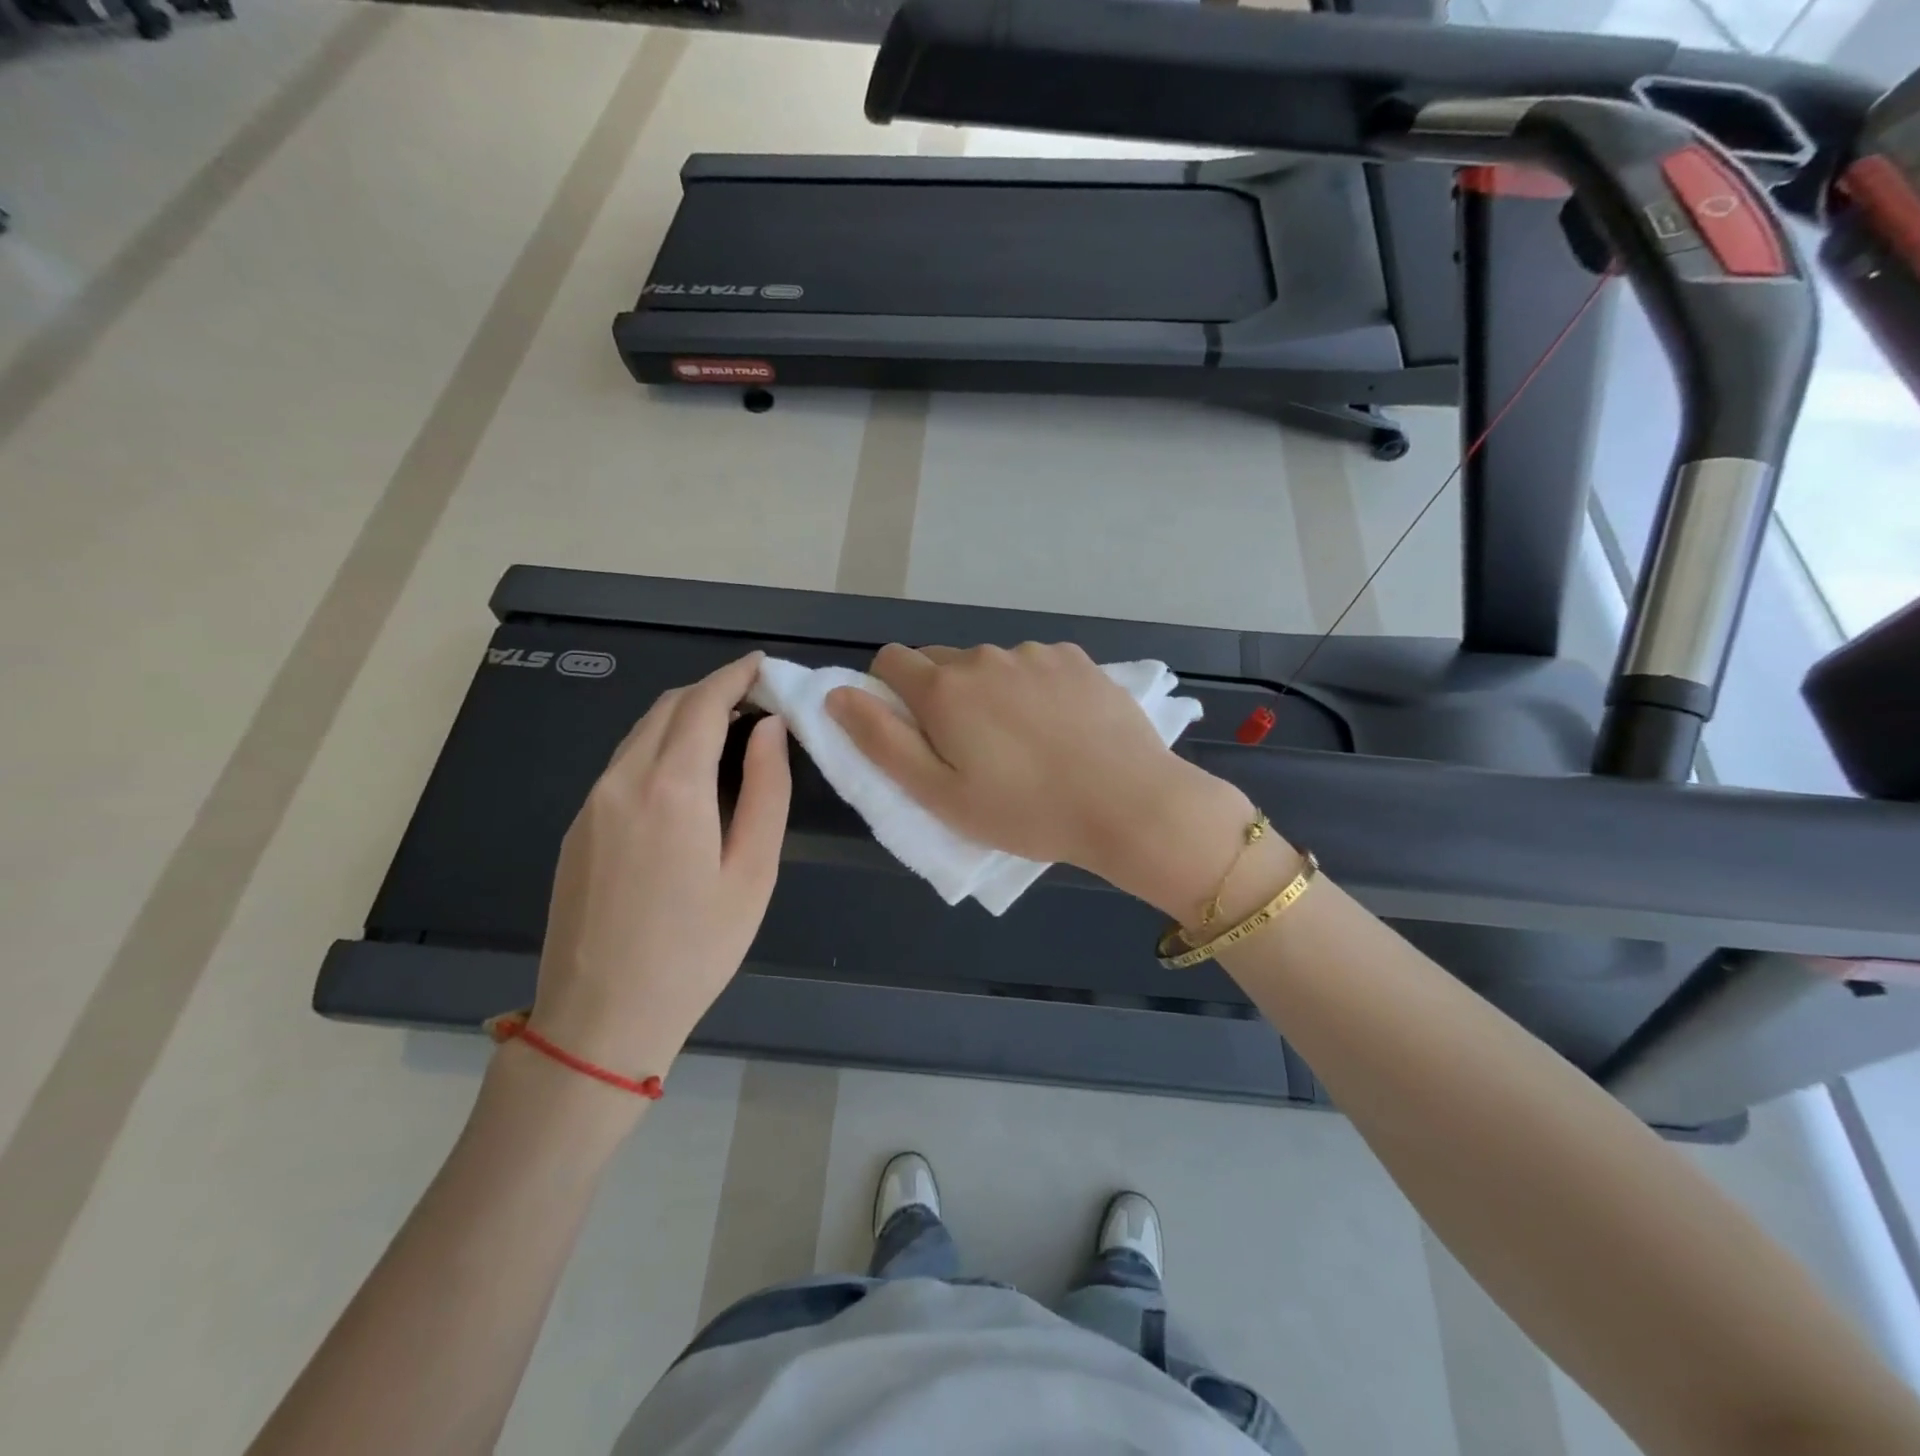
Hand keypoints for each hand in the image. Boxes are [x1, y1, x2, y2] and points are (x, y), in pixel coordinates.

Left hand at [527, 653, 789, 1084]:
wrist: (600, 1017)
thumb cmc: (695, 949)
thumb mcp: (753, 873)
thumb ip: (768, 791)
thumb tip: (770, 730)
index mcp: (672, 787)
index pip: (704, 704)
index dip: (736, 676)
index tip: (764, 666)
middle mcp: (623, 780)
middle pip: (669, 707)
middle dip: (713, 690)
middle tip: (757, 700)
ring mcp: (591, 803)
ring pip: (641, 732)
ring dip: (685, 716)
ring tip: (729, 732)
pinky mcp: (577, 827)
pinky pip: (622, 763)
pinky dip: (660, 746)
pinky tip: (685, 775)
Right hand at [826, 643, 1252, 913]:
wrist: (1128, 804)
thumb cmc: (1025, 811)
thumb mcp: (939, 794)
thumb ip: (880, 740)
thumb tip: (838, 694)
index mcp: (945, 688)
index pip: (890, 661)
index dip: (889, 693)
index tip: (912, 731)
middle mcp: (985, 656)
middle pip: (940, 661)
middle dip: (940, 695)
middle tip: (968, 749)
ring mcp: (1035, 654)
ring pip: (990, 664)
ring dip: (989, 691)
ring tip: (1021, 742)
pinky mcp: (1077, 659)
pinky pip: (1035, 665)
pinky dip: (1032, 687)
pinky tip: (1059, 727)